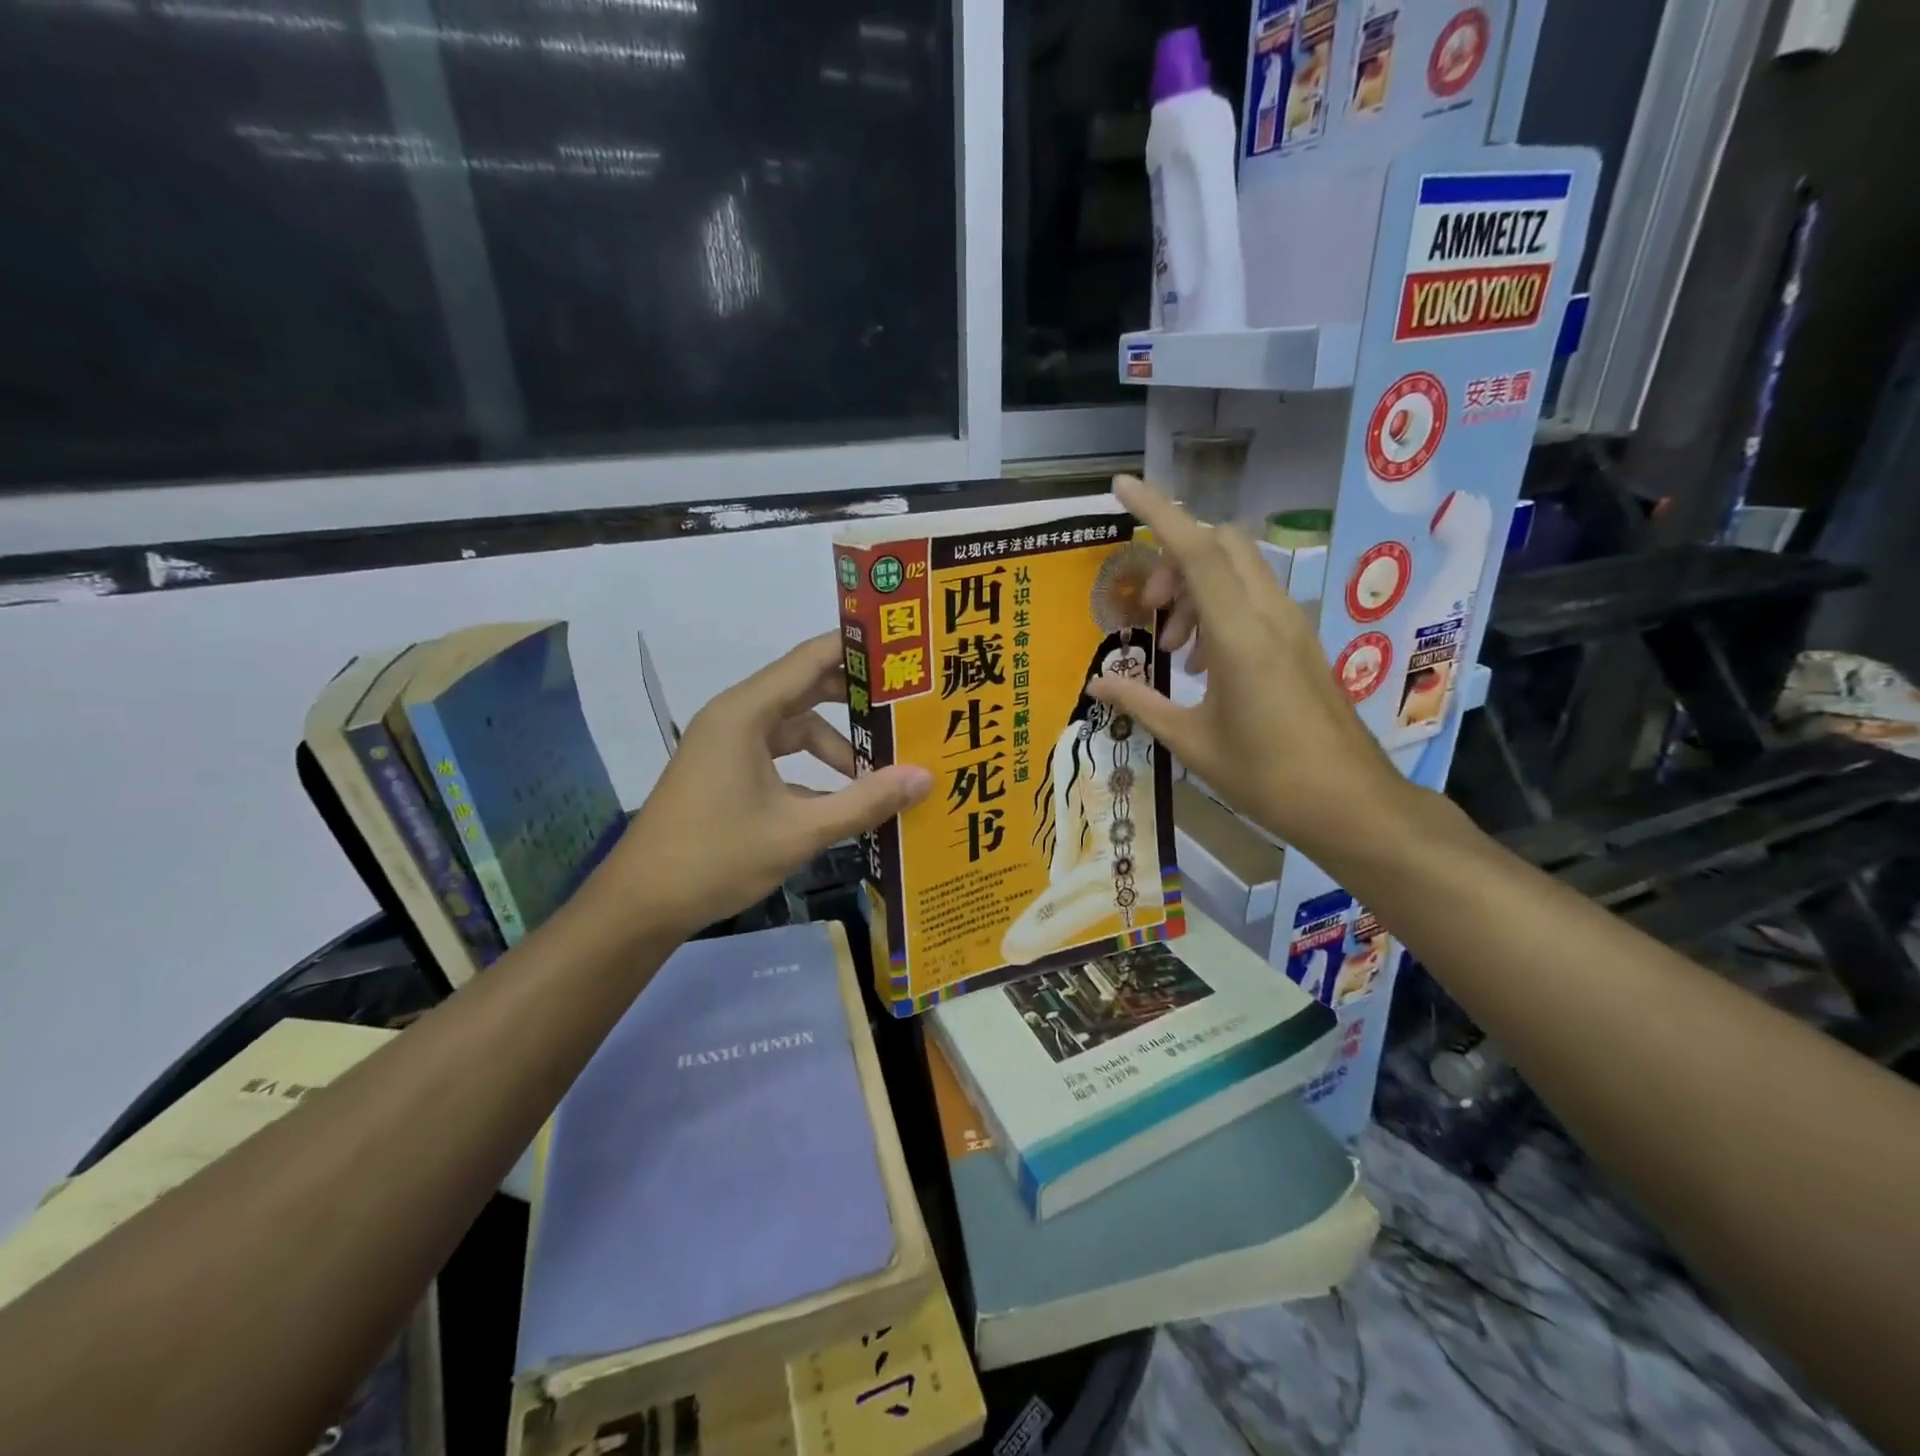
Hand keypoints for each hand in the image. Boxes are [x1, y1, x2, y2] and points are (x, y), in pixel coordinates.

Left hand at [598, 634, 931, 938]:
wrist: (641, 904)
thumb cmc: (716, 857)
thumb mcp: (799, 831)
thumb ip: (864, 802)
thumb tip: (925, 777)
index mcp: (746, 713)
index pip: (810, 659)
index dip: (857, 649)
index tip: (902, 646)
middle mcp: (736, 716)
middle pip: (805, 688)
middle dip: (855, 697)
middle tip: (907, 704)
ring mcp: (728, 745)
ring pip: (795, 726)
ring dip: (835, 743)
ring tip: (882, 765)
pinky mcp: (726, 771)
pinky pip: (780, 753)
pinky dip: (812, 767)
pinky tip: (843, 796)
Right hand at [1089, 476, 1410, 860]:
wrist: (1350, 803)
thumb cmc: (1265, 776)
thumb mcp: (1191, 742)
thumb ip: (1140, 702)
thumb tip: (1095, 683)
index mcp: (1240, 635)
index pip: (1197, 550)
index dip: (1157, 510)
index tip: (1122, 486)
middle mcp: (1271, 614)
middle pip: (1221, 544)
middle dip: (1174, 558)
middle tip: (1149, 611)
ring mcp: (1292, 624)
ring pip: (1239, 568)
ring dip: (1196, 587)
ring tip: (1173, 648)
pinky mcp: (1301, 640)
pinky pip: (1254, 596)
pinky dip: (1220, 606)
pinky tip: (1204, 662)